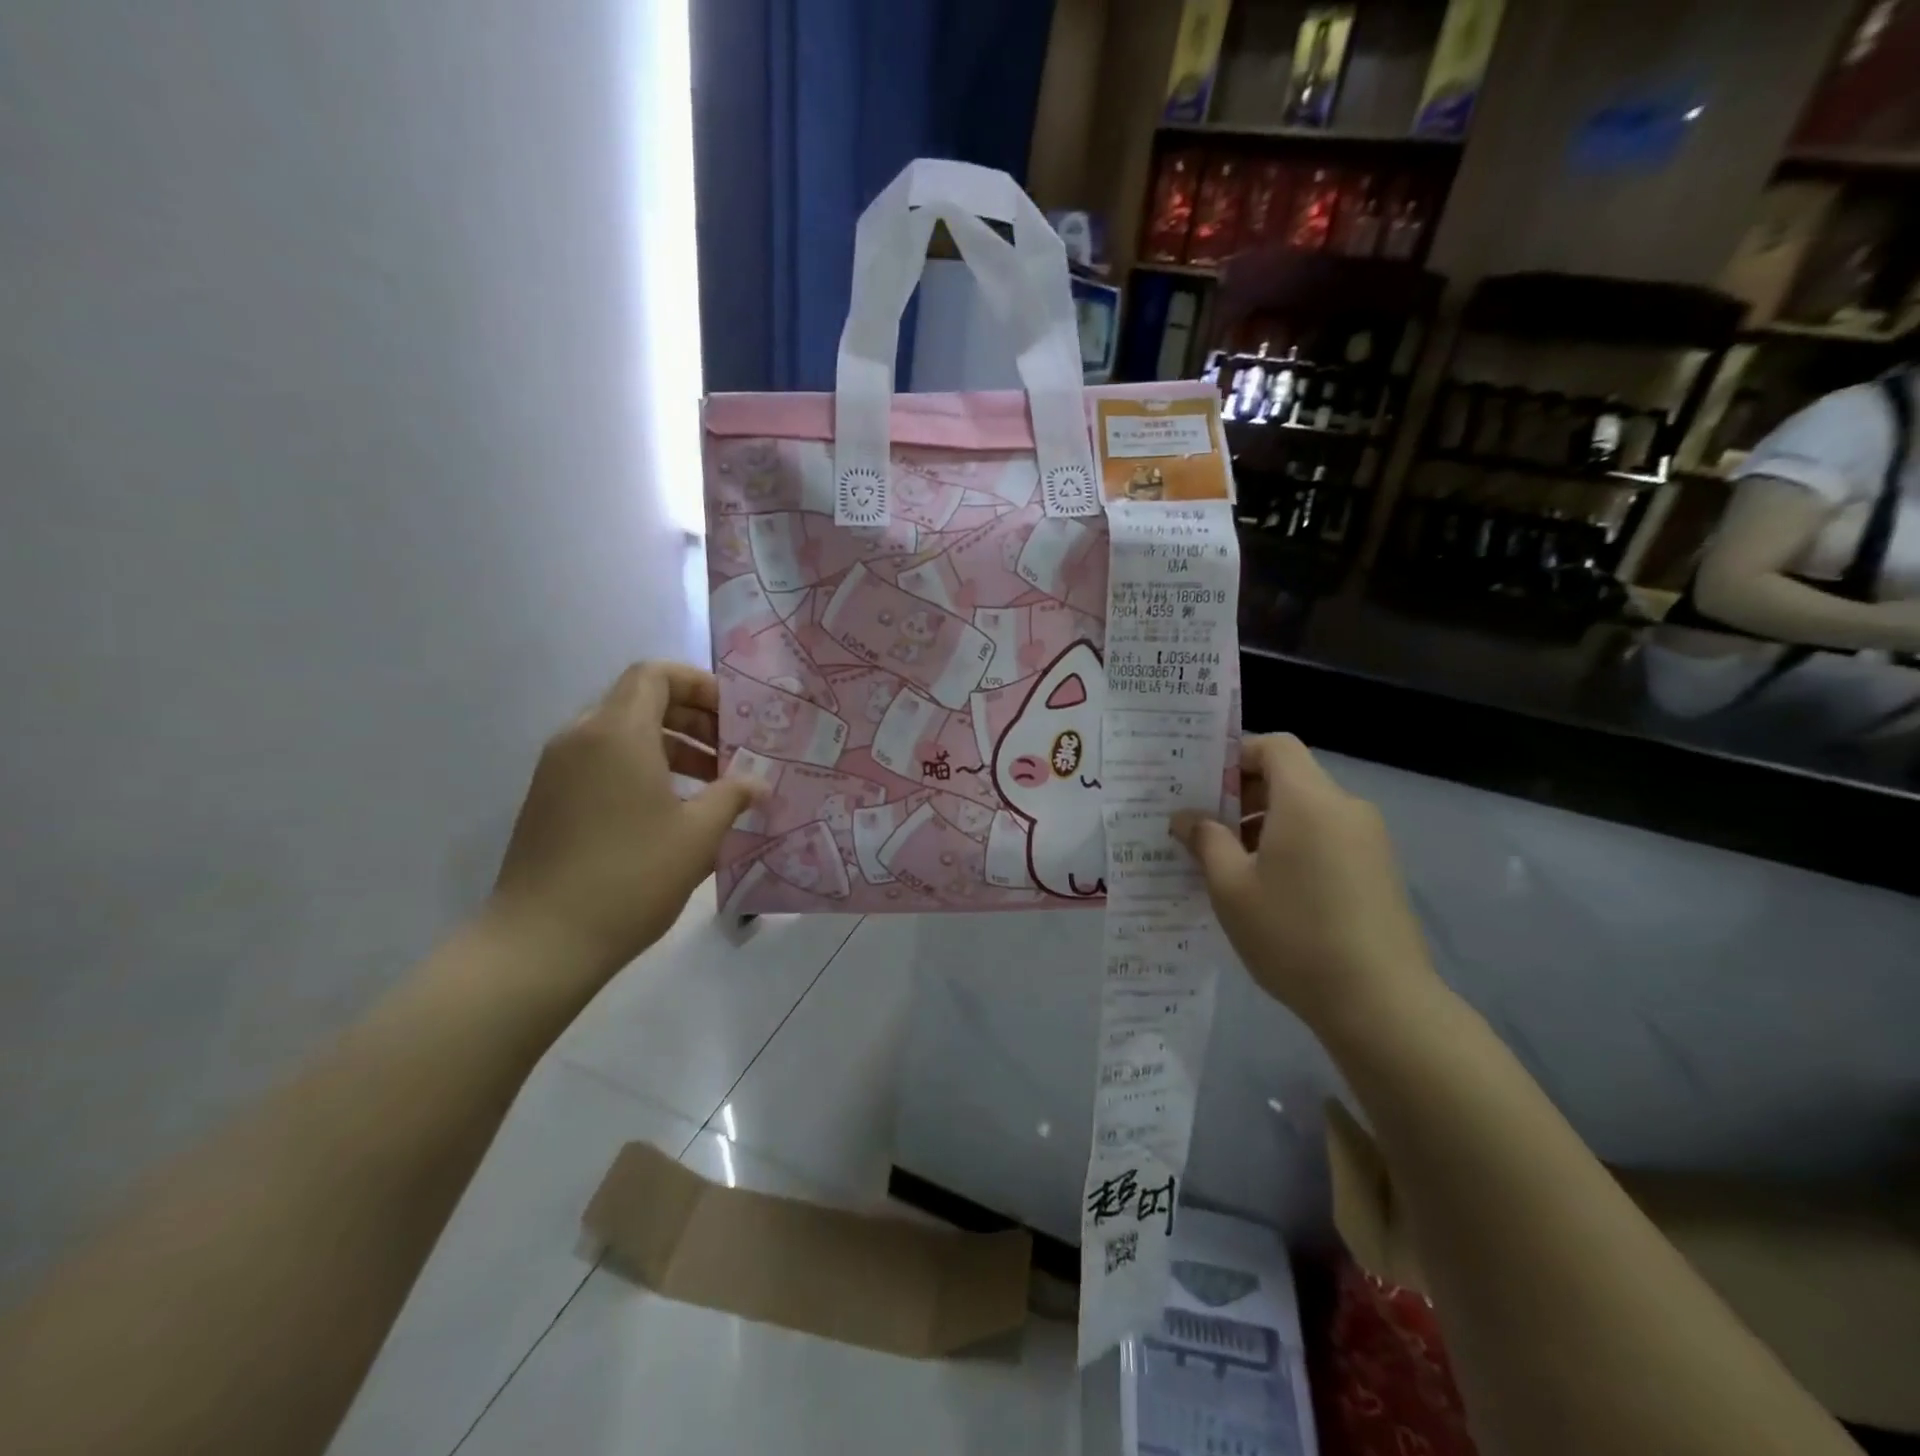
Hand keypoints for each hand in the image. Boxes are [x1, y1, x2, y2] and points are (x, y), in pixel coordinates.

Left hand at [488, 662, 762, 979]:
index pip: (655, 675)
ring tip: (710, 786)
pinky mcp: (549, 800)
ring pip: (622, 735)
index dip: (699, 686)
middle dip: (693, 720)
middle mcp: (581, 738)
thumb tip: (759, 782)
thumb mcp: (698, 835)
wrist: (540, 942)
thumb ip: (733, 796)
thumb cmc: (630, 877)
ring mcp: (558, 769)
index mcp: (617, 733)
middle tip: (730, 754)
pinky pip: (602, 763)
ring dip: (670, 747)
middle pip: (640, 702)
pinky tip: (671, 812)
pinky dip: (641, 769)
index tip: (733, 719)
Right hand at [1171, 735, 1438, 1037]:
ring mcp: (1369, 840)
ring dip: (1267, 823)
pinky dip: (1294, 845)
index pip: (1275, 746)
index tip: (1204, 788)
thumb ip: (1205, 841)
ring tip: (1233, 866)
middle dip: (1244, 795)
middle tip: (1206, 830)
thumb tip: (1185, 817)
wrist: (1380, 1003)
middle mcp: (1345, 808)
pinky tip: (1271, 889)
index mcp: (1308, 800)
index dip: (1237, 756)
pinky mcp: (1379, 870)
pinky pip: (1327, 837)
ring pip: (1308, 810)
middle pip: (1291, 777)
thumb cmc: (1293, 934)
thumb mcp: (1231, 887)